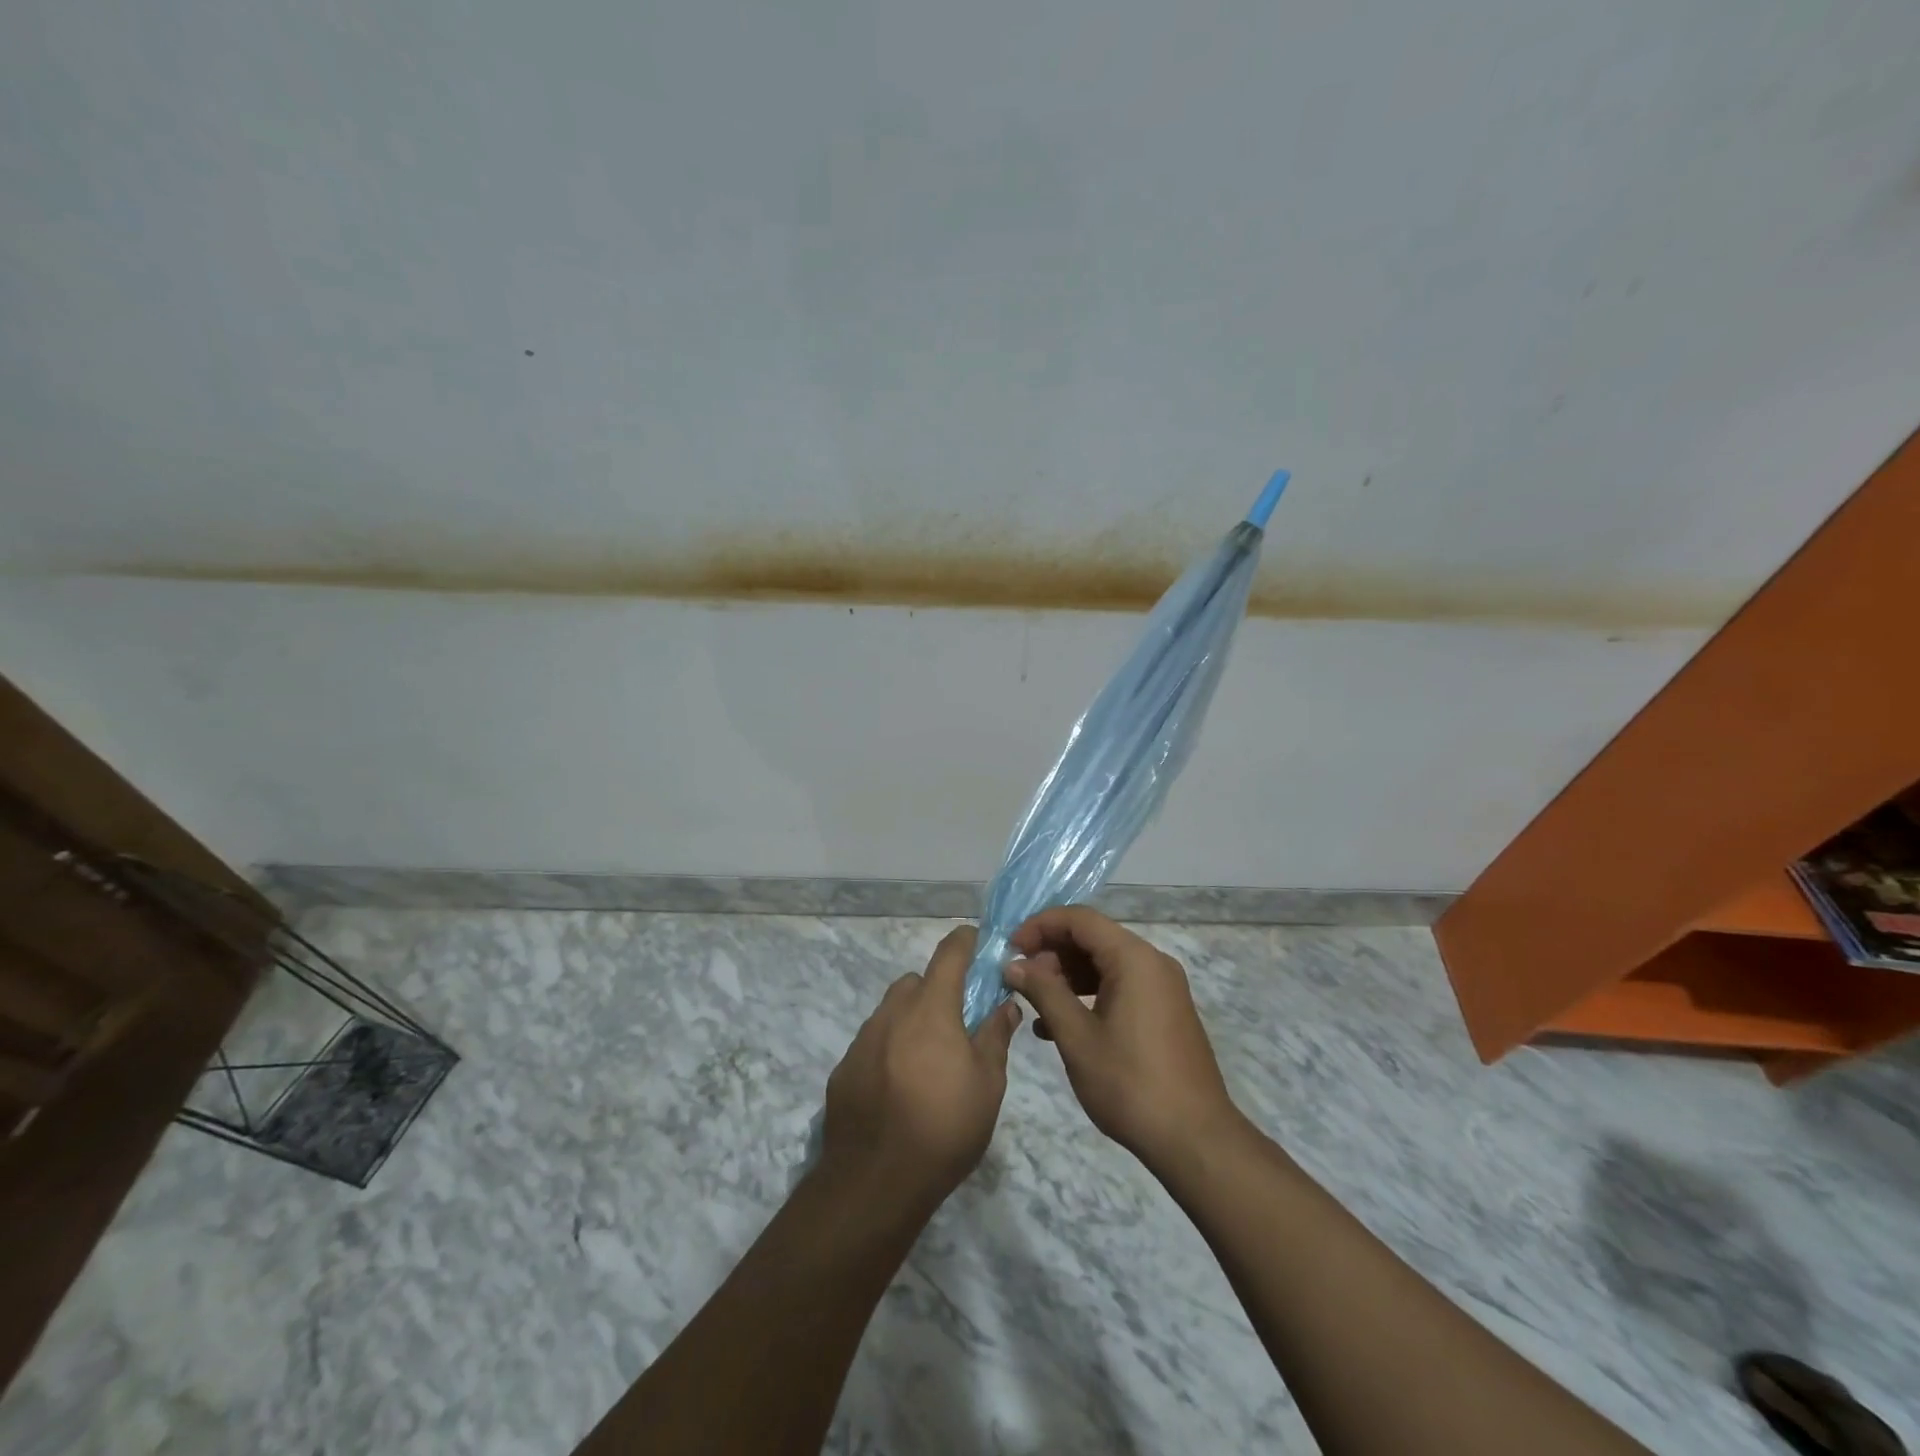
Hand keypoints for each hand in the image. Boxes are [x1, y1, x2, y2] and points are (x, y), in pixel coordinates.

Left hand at [820, 925, 1021, 1211]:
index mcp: (931, 1008)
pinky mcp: (844, 1068)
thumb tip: (1005, 1004)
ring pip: (892, 1011)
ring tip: (928, 1062)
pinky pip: (872, 1043)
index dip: (966, 942)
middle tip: (958, 1024)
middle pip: (917, 982)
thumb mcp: (987, 1085)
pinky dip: (889, 1050)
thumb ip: (995, 1036)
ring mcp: (862, 1040)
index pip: (949, 953)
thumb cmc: (944, 1128)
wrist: (874, 1181)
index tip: (979, 944)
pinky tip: (899, 1088)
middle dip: (938, 990)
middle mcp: (892, 1013)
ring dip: (912, 1021)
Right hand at [1004, 906, 1241, 1172]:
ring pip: (1105, 963)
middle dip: (1052, 952)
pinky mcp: (1164, 1011)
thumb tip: (1013, 965)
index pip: (1080, 919)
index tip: (1011, 949)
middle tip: (1020, 980)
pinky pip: (1120, 986)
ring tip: (1035, 1003)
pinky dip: (1089, 994)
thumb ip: (1044, 993)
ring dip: (1067, 976)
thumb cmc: (1130, 1083)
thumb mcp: (1077, 1037)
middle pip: (1094, 938)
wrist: (1195, 1139)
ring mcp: (1162, 987)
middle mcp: (1152, 962)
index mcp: (1134, 958)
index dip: (1040, 926)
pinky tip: (1061, 1025)